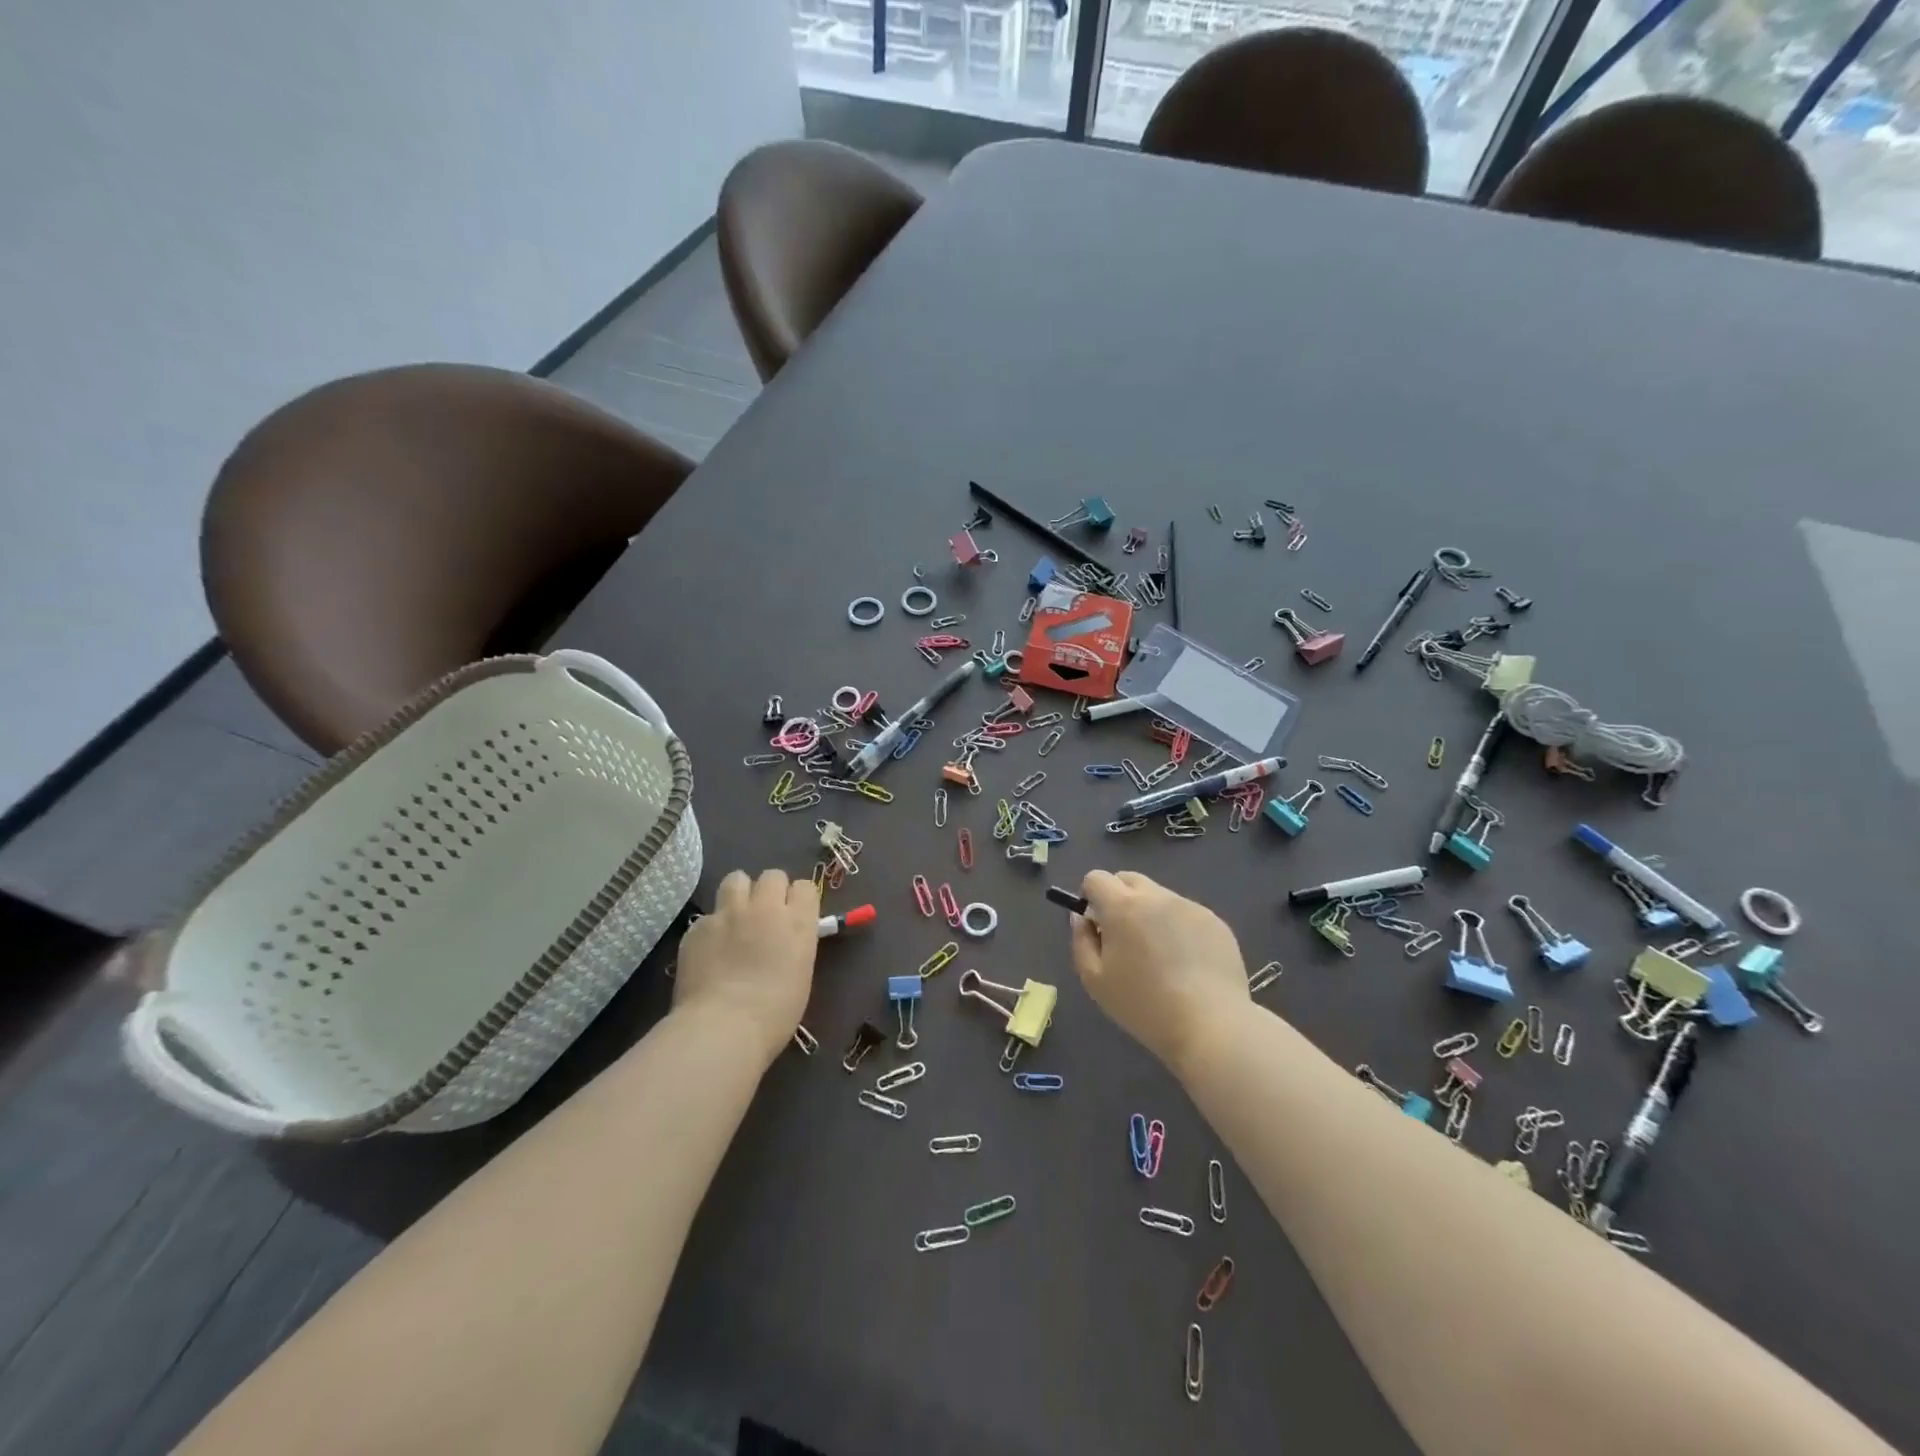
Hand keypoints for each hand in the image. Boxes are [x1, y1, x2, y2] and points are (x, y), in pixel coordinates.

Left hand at [674, 869, 819, 1062]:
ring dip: (740, 894)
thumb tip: (785, 940)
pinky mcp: (698, 927)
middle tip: (765, 915)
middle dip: (770, 890)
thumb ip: (795, 945)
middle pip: (772, 875)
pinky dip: (711, 928)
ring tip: (736, 917)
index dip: (798, 899)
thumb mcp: (801, 974)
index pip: (805, 887)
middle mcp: (765, 907)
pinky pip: (708, 915)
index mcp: (798, 922)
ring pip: (736, 879)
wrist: (723, 1028)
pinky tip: (709, 951)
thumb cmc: (774, 1013)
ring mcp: (728, 913)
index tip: (794, 915)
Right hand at [1070, 869, 1248, 1075]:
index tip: (1096, 925)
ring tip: (1160, 956)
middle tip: (1124, 937)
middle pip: (1128, 879)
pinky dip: (1178, 927)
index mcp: (1123, 906)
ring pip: (1159, 896)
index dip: (1090, 897)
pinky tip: (1186, 963)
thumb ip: (1081, 940)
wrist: (1211, 1026)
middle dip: (1118, 898)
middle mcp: (1157, 896)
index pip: (1096, 878)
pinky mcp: (1215, 921)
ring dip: (1150, 913)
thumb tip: (1082, 917)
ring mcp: (1189, 906)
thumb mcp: (1095, 980)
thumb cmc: (1144, 1006)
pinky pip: (1185, 913)